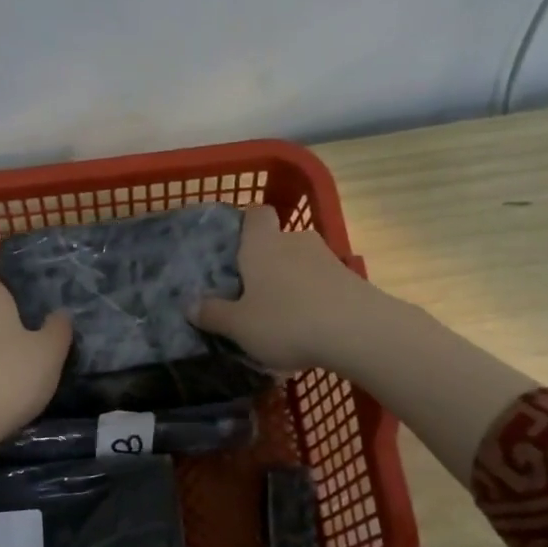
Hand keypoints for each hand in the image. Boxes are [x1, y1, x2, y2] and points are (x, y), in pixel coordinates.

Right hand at [193, 206, 376, 370]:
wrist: (358, 332)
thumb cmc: (286, 322)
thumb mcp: (239, 326)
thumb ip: (214, 314)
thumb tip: (190, 305)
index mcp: (262, 244)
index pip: (255, 214)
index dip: (245, 225)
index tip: (234, 250)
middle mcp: (295, 241)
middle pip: (278, 241)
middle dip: (266, 262)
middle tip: (252, 293)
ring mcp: (327, 258)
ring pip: (302, 263)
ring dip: (292, 282)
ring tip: (281, 315)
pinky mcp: (351, 279)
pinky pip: (323, 283)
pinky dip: (314, 298)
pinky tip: (308, 327)